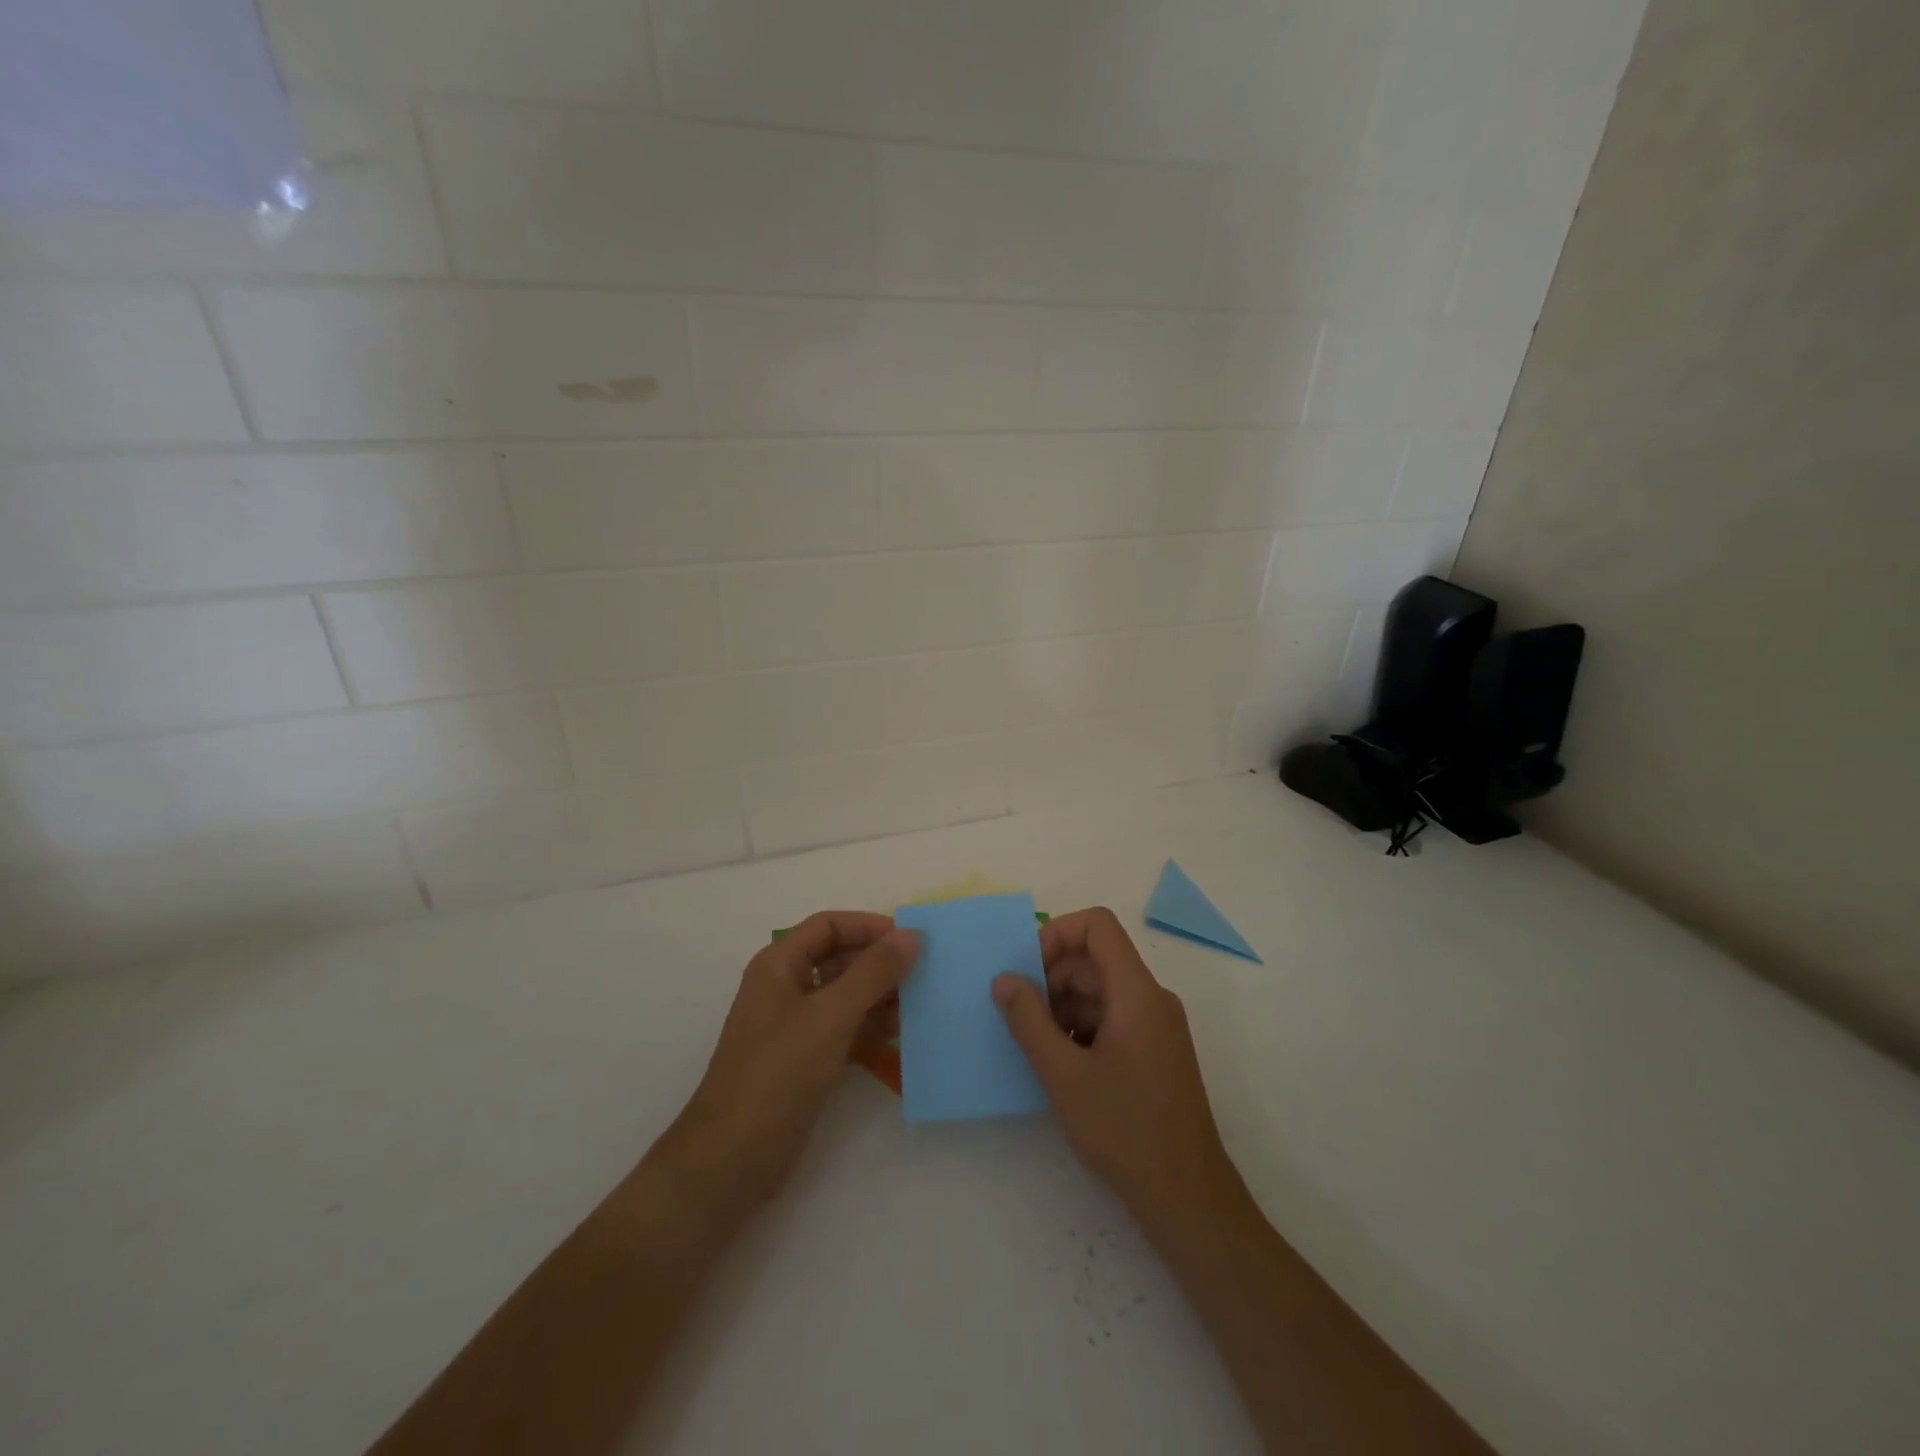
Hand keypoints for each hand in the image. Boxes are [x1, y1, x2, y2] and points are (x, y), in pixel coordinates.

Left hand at [647, 912, 919, 1240]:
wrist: (731, 1162)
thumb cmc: (777, 1074)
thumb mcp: (830, 1016)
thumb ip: (873, 973)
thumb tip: (911, 935)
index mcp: (779, 965)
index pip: (829, 926)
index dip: (868, 926)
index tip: (911, 940)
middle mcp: (786, 988)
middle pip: (839, 960)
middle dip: (880, 964)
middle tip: (926, 973)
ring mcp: (795, 1028)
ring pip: (846, 997)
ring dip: (881, 998)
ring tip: (922, 1005)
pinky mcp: (805, 1062)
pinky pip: (846, 1031)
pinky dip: (872, 1029)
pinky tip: (902, 1035)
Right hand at [993, 907, 1238, 1230]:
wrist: (1188, 1198)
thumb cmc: (1124, 1129)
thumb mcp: (1063, 1074)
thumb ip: (1028, 1021)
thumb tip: (1003, 979)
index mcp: (1136, 991)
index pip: (1098, 926)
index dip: (1057, 934)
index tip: (1027, 971)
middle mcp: (1152, 999)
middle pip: (1096, 959)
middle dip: (1052, 977)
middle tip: (1020, 1015)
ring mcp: (1157, 1027)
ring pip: (1102, 991)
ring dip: (1063, 1006)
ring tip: (1037, 1045)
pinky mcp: (1156, 1052)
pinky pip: (1113, 1018)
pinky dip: (1082, 1028)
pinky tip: (1061, 1065)